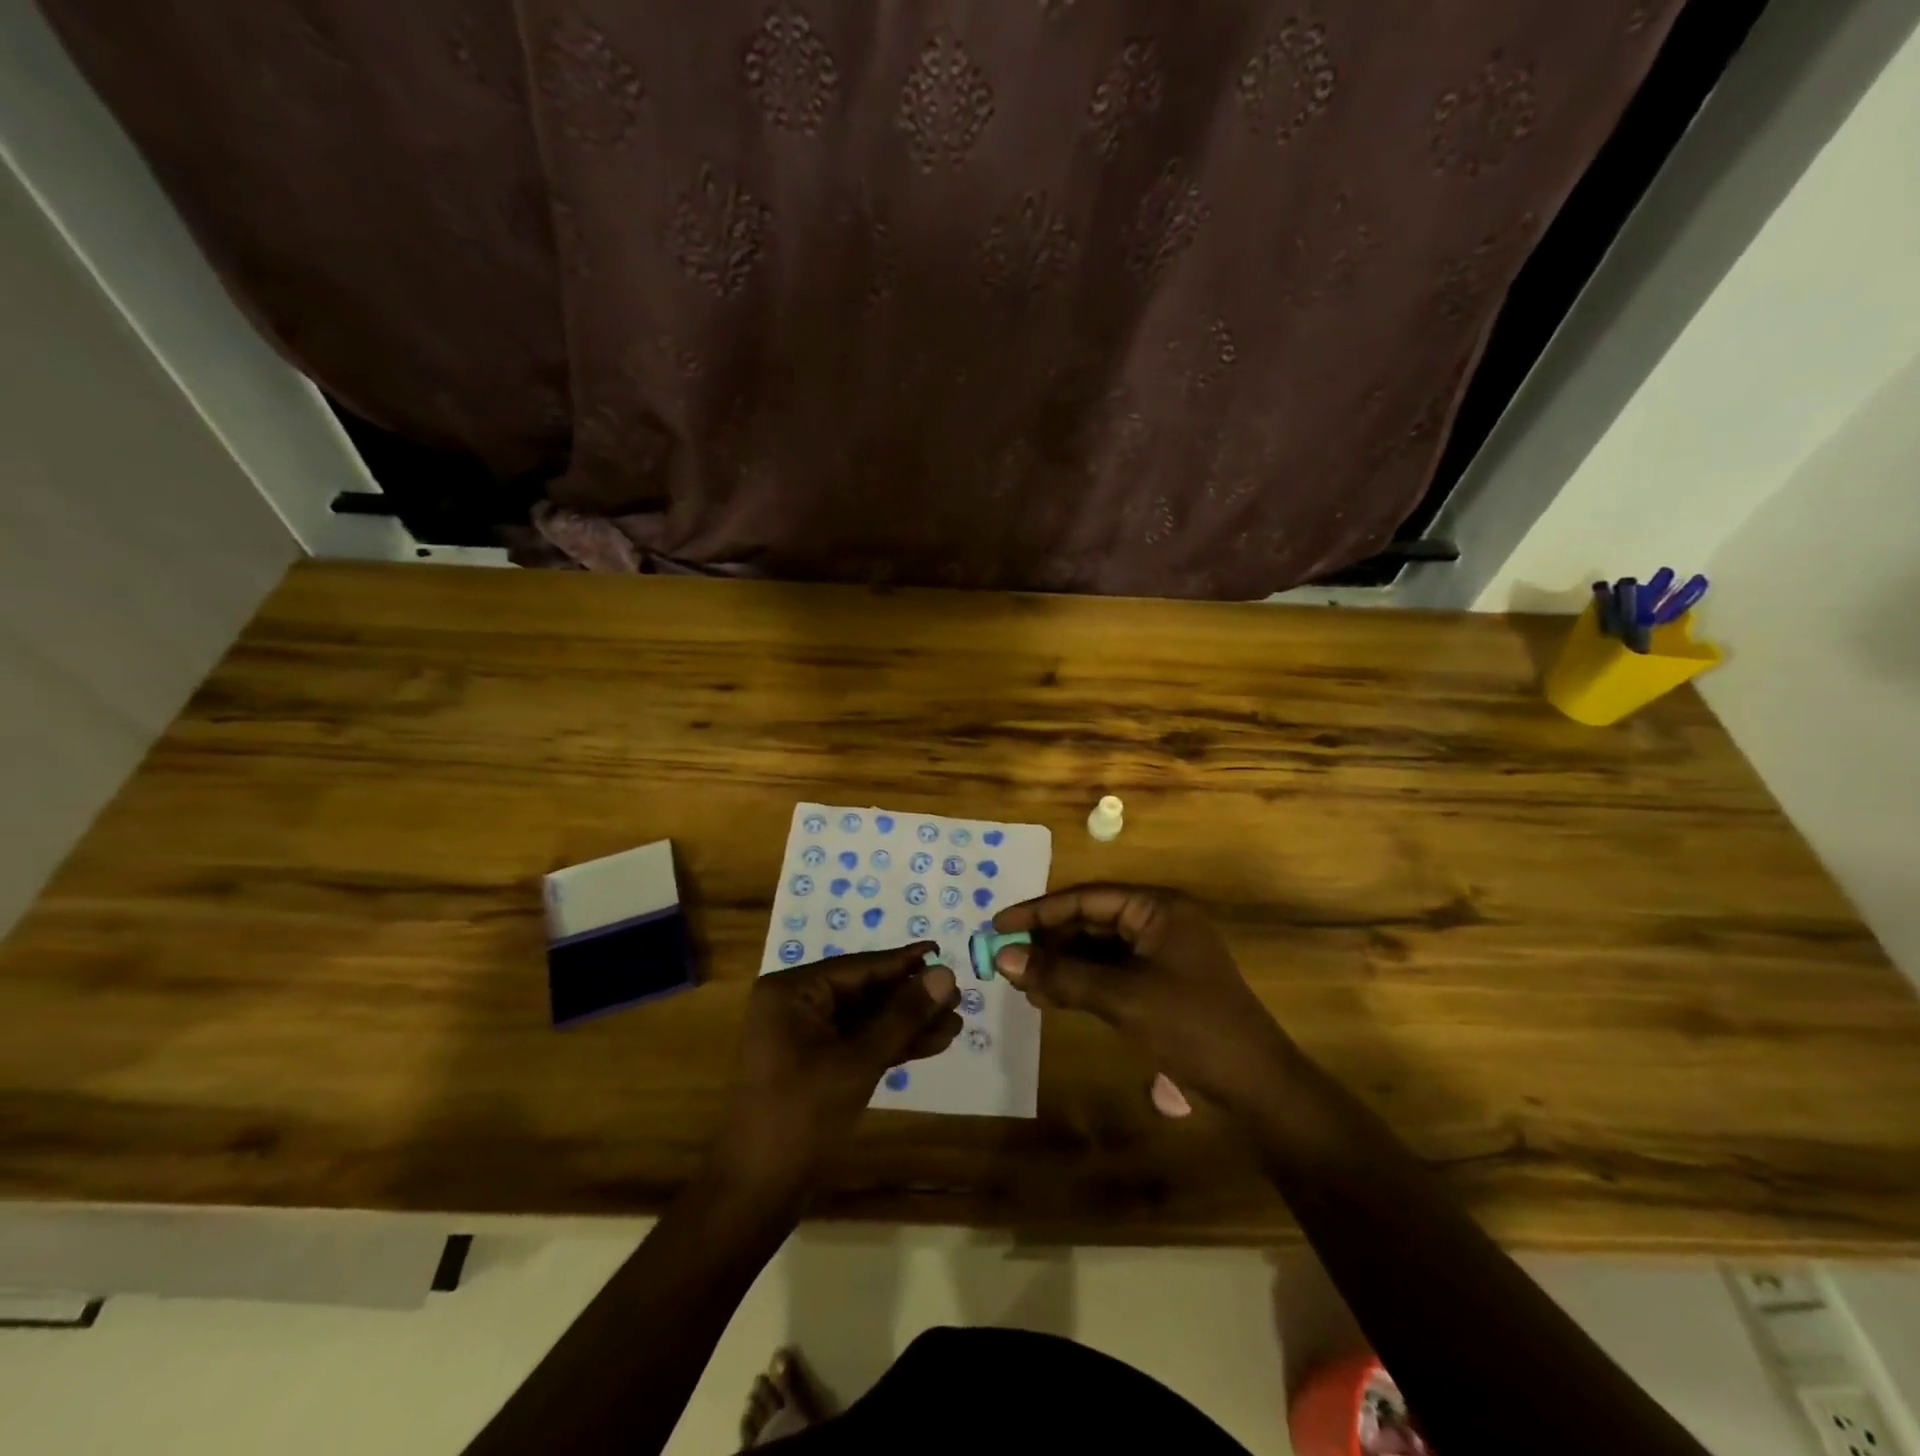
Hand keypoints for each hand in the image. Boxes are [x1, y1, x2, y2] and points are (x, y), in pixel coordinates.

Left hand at [715, 944, 960, 1189]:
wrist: (757, 1192)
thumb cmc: (802, 1115)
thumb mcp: (858, 1061)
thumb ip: (902, 1015)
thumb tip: (945, 974)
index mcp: (792, 991)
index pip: (859, 967)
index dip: (905, 963)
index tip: (944, 951)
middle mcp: (795, 1004)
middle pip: (864, 991)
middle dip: (911, 998)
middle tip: (958, 997)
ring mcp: (803, 1036)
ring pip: (865, 1019)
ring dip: (907, 1023)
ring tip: (955, 1023)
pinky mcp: (814, 1064)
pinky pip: (858, 1042)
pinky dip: (891, 1044)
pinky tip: (933, 1043)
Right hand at [992, 885, 1293, 1112]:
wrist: (1253, 1086)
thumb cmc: (1190, 1025)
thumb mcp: (1120, 996)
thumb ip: (1061, 974)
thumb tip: (1003, 957)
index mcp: (1156, 908)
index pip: (1086, 898)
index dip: (1039, 911)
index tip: (999, 924)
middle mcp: (1156, 922)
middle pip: (1089, 922)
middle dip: (1048, 942)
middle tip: (1006, 960)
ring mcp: (1158, 955)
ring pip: (1095, 950)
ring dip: (1060, 965)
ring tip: (1022, 984)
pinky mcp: (1157, 985)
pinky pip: (1108, 974)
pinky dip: (1079, 984)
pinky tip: (1048, 999)